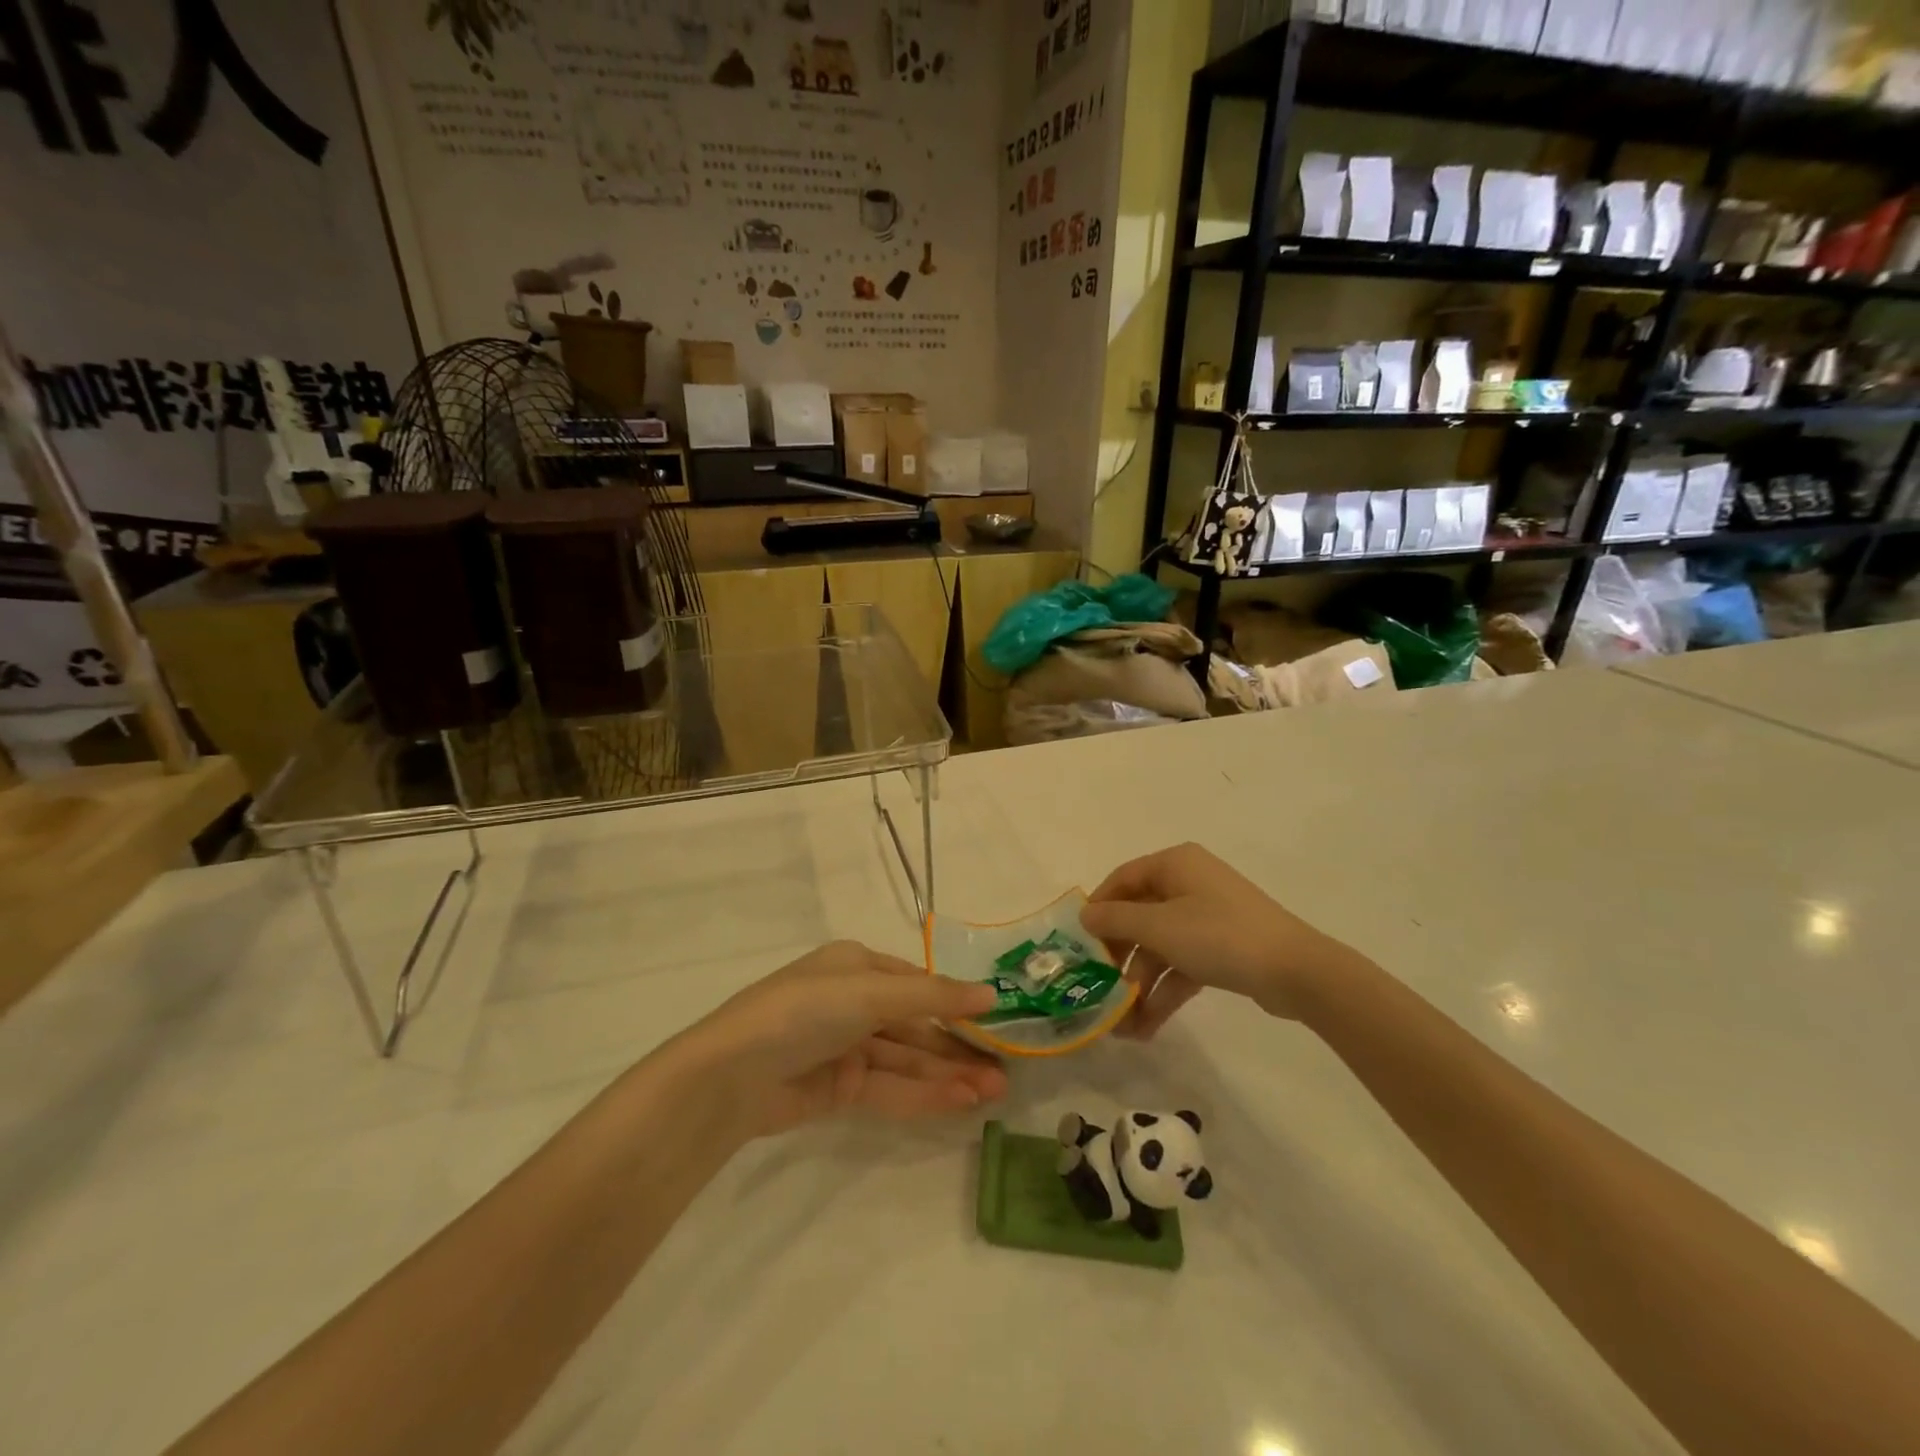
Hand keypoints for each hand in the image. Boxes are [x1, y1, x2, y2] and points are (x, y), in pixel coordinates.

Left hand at [669, 942, 1008, 1138]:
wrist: (731, 1075)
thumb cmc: (805, 1012)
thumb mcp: (871, 993)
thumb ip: (933, 996)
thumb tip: (991, 993)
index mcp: (856, 966)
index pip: (917, 984)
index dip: (956, 1003)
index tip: (996, 1023)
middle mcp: (853, 1002)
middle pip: (916, 1025)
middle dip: (957, 1047)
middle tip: (1004, 1071)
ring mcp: (845, 1047)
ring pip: (907, 1060)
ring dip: (948, 1074)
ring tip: (993, 1092)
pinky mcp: (838, 1088)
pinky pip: (889, 1088)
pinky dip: (923, 1094)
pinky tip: (959, 1102)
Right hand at [1082, 843, 1361, 1037]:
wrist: (1296, 971)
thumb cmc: (1218, 935)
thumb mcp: (1158, 927)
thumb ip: (1116, 920)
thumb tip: (1085, 915)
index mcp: (1174, 865)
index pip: (1122, 879)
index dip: (1098, 909)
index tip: (1079, 942)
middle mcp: (1189, 883)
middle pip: (1139, 916)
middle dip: (1119, 958)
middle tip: (1099, 987)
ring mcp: (1208, 916)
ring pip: (1160, 946)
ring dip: (1140, 983)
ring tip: (1122, 1025)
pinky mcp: (1222, 947)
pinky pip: (1182, 964)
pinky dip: (1165, 991)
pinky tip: (1147, 1027)